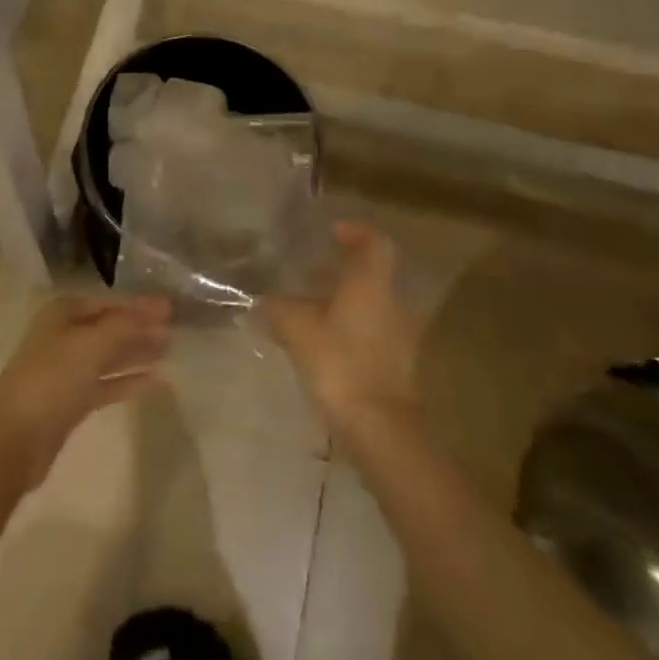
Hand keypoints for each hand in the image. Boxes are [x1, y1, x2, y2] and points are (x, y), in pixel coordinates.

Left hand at [0, 295, 171, 486]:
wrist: (13, 440)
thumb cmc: (51, 380)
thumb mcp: (91, 344)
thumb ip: (127, 325)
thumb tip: (161, 307)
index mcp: (62, 314)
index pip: (108, 304)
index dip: (138, 306)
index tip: (169, 310)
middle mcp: (63, 337)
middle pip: (109, 329)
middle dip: (140, 330)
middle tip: (175, 332)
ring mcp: (66, 371)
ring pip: (109, 357)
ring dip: (136, 354)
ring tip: (169, 353)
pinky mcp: (70, 403)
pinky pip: (106, 384)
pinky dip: (129, 381)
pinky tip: (156, 382)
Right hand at [262, 221, 420, 448]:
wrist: (379, 428)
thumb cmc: (340, 363)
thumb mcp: (298, 330)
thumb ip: (278, 309)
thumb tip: (261, 301)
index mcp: (372, 283)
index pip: (375, 241)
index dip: (355, 231)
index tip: (332, 232)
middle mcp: (391, 301)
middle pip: (372, 273)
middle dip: (343, 269)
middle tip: (310, 270)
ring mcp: (397, 334)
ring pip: (370, 303)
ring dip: (344, 300)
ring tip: (308, 307)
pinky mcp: (394, 363)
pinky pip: (370, 330)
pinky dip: (348, 326)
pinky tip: (321, 340)